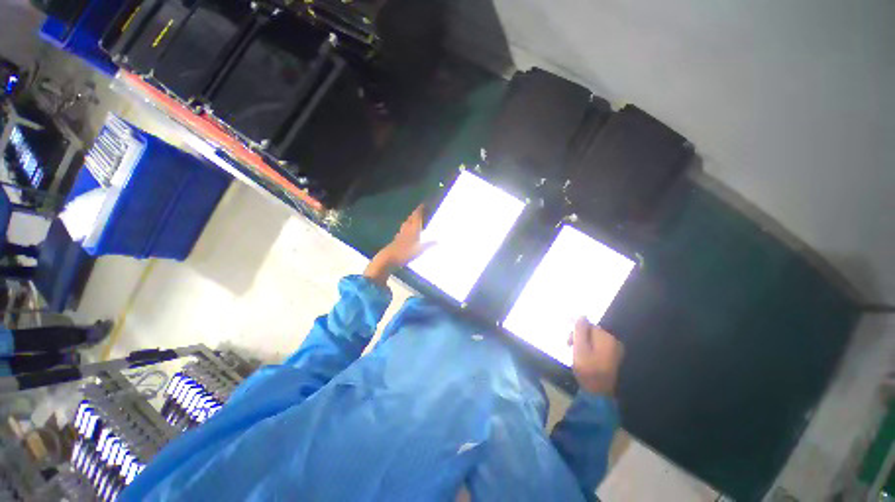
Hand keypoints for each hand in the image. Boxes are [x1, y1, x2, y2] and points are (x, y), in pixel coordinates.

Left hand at [364, 205, 433, 284]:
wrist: (388, 258)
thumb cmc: (405, 253)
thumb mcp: (420, 250)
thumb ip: (429, 244)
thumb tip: (438, 240)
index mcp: (413, 229)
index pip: (416, 216)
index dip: (419, 210)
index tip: (423, 204)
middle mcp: (406, 230)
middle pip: (410, 219)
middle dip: (415, 215)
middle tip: (419, 212)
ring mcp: (400, 235)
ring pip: (406, 225)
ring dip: (410, 221)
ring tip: (414, 221)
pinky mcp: (396, 241)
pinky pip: (402, 232)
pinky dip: (406, 230)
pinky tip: (406, 233)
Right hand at [569, 318, 624, 394]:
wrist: (598, 393)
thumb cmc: (587, 369)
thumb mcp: (579, 348)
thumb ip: (580, 330)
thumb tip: (581, 315)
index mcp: (606, 338)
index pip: (588, 324)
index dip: (575, 325)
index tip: (564, 324)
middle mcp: (613, 342)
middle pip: (591, 331)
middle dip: (578, 335)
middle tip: (567, 344)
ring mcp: (614, 351)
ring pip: (594, 339)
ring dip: (582, 342)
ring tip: (573, 351)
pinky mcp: (612, 358)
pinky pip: (598, 346)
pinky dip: (588, 348)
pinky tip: (581, 355)